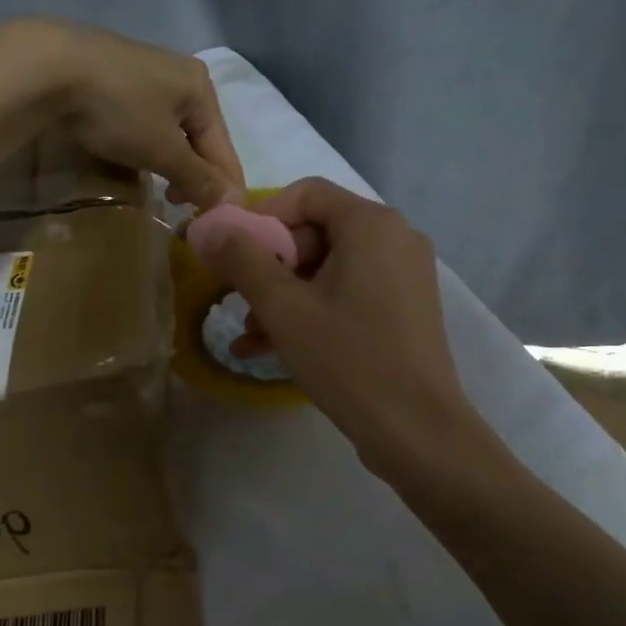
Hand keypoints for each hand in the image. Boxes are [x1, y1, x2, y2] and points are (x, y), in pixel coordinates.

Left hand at [0, 18, 244, 208]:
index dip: (224, 188)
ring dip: (172, 162)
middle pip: (199, 137)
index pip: (224, 148)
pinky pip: (144, 119)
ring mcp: (144, 71)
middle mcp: (179, 74)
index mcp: (201, 87)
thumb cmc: (118, 110)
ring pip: (171, 129)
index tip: (219, 223)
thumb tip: (232, 203)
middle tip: (183, 206)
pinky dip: (147, 144)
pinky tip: (134, 156)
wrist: (49, 67)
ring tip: (162, 188)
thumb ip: (199, 178)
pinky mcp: (113, 75)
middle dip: (196, 175)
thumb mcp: (163, 150)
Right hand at [198, 178, 492, 481]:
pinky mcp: (405, 309)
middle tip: (239, 301)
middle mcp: (395, 238)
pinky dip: (312, 312)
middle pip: (316, 232)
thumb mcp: (284, 308)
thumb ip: (242, 260)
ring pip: (329, 269)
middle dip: (271, 267)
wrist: (418, 431)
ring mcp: (404, 275)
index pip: (305, 194)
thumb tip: (208, 227)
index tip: (230, 252)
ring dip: (285, 297)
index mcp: (371, 223)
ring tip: (250, 335)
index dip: (261, 217)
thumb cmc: (349, 359)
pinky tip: (272, 348)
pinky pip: (349, 294)